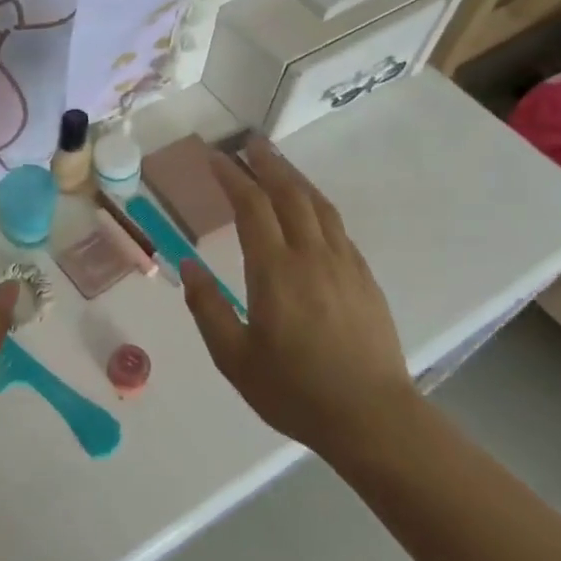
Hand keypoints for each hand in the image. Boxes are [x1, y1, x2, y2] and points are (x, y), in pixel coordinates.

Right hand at [180, 137, 414, 464]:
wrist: (373, 419)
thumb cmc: (295, 391)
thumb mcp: (234, 358)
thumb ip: (207, 308)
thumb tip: (187, 267)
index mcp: (276, 272)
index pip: (252, 207)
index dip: (232, 176)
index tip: (214, 157)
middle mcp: (312, 256)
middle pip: (289, 193)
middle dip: (266, 163)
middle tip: (248, 142)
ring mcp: (344, 264)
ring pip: (318, 205)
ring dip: (295, 177)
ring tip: (276, 162)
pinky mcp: (364, 278)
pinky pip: (337, 227)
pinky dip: (316, 205)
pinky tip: (309, 210)